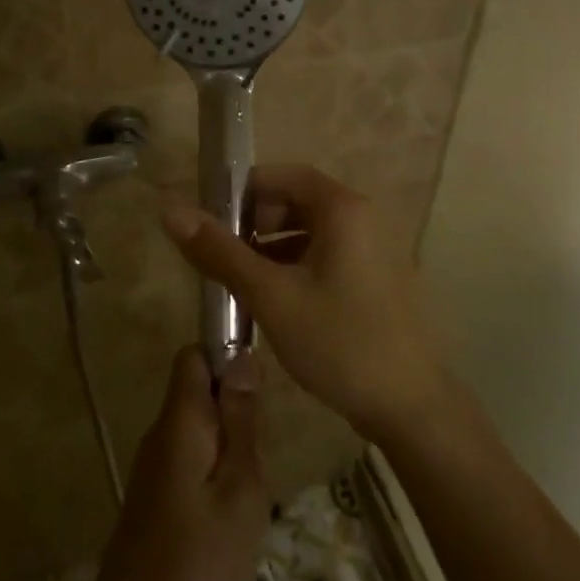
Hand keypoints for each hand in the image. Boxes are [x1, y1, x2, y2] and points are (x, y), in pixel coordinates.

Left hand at [89, 347, 269, 580]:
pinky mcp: (155, 497)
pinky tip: (231, 517)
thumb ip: (241, 420)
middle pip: (199, 392)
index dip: (227, 355)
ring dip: (230, 449)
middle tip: (260, 459)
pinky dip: (216, 475)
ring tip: (250, 495)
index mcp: (180, 420)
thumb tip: (242, 356)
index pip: (195, 355)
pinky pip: (192, 462)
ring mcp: (155, 468)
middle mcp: (161, 434)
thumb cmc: (200, 557)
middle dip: (236, 411)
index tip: (259, 391)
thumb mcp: (240, 486)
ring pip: (200, 430)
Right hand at [161, 165, 448, 444]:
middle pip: (297, 200)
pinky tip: (274, 300)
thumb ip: (221, 253)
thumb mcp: (271, 296)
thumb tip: (171, 212)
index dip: (244, 191)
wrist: (408, 404)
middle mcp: (363, 218)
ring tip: (240, 282)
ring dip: (272, 246)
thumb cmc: (338, 341)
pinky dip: (296, 265)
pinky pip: (327, 255)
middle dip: (256, 222)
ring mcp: (373, 249)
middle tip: (224, 257)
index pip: (284, 175)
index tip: (211, 221)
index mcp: (343, 209)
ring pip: (310, 231)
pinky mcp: (374, 277)